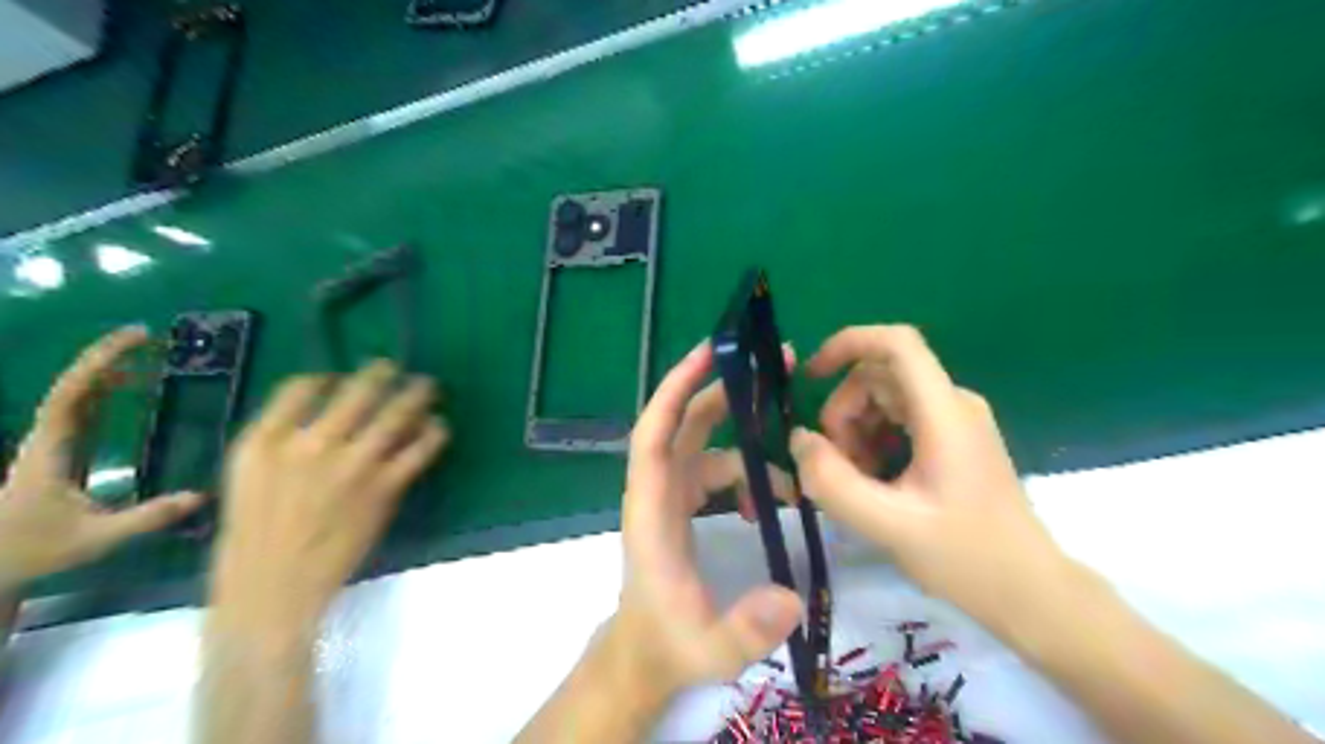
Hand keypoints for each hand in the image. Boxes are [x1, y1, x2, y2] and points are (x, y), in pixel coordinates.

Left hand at [0, 329, 204, 596]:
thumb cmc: (34, 551)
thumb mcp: (95, 538)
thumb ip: (148, 517)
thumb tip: (202, 496)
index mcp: (51, 451)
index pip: (71, 395)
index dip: (99, 364)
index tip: (135, 341)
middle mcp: (48, 439)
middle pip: (73, 386)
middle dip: (108, 357)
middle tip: (150, 336)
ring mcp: (53, 444)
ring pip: (77, 394)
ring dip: (109, 369)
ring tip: (149, 353)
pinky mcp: (62, 452)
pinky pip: (84, 408)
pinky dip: (108, 389)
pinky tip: (134, 385)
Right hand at [213, 363, 448, 628]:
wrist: (273, 590)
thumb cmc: (254, 539)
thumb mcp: (246, 479)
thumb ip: (279, 440)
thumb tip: (323, 411)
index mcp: (265, 441)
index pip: (301, 386)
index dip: (328, 377)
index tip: (342, 377)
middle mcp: (310, 445)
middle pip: (356, 391)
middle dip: (382, 373)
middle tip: (396, 368)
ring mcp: (351, 466)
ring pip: (396, 414)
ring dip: (417, 394)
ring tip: (428, 386)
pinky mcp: (384, 487)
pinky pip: (419, 448)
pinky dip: (434, 432)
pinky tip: (438, 426)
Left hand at [603, 343, 800, 701]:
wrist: (646, 654)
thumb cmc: (668, 645)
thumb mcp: (709, 648)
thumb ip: (746, 629)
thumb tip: (790, 598)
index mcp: (650, 510)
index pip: (654, 435)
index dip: (676, 389)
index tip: (708, 353)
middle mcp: (658, 490)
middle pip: (685, 422)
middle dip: (724, 389)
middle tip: (775, 362)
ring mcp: (671, 494)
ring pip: (707, 444)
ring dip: (748, 438)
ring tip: (795, 457)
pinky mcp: (684, 504)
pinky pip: (717, 469)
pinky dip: (747, 473)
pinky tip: (771, 502)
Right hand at [783, 327, 1073, 633]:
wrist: (1031, 592)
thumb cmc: (966, 558)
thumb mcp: (888, 525)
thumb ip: (833, 482)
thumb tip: (799, 439)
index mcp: (944, 413)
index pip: (896, 343)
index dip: (848, 344)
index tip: (810, 377)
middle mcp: (952, 404)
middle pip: (880, 376)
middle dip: (844, 411)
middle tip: (834, 464)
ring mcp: (955, 421)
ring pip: (885, 399)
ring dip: (855, 430)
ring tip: (855, 480)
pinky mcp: (953, 440)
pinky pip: (899, 420)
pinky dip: (873, 441)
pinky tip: (873, 482)